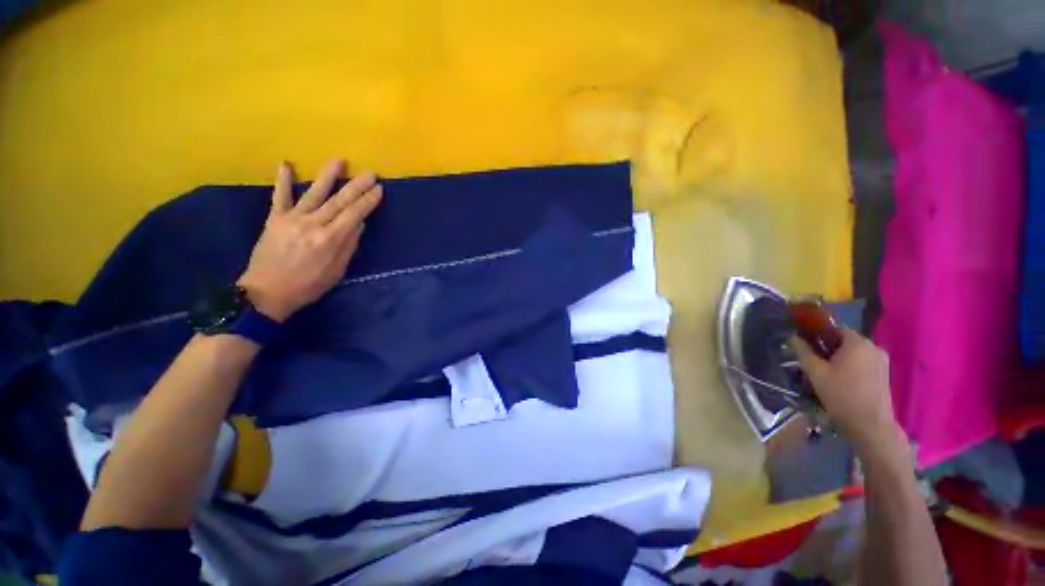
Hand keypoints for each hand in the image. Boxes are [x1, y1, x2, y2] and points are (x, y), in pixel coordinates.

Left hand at [238, 160, 382, 321]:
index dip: (368, 201)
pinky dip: (283, 181)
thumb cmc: (308, 286)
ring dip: (327, 176)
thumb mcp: (336, 271)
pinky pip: (279, 197)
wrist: (266, 293)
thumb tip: (358, 223)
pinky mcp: (275, 219)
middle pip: (339, 201)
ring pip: (313, 193)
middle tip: (370, 173)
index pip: (354, 214)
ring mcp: (292, 219)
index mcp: (330, 240)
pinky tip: (285, 165)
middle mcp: (313, 225)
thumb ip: (348, 246)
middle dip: (357, 186)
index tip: (379, 189)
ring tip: (339, 160)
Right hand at [791, 329, 905, 453]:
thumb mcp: (815, 372)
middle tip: (811, 357)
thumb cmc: (841, 394)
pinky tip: (839, 378)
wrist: (870, 424)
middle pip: (845, 340)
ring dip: (839, 357)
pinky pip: (862, 361)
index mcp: (857, 342)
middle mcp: (873, 346)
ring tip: (823, 369)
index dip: (817, 333)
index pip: (834, 328)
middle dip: (827, 346)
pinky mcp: (884, 373)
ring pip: (854, 352)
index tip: (804, 341)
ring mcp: (881, 360)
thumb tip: (792, 337)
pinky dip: (850, 365)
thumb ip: (803, 351)